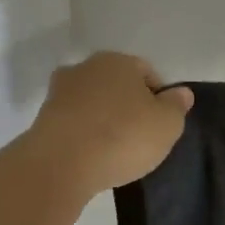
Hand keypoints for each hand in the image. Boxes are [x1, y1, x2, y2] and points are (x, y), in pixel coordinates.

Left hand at [27, 52, 192, 196]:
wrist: (62, 163)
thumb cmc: (123, 137)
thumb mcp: (167, 125)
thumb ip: (177, 106)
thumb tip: (182, 92)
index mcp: (118, 61)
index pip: (147, 72)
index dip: (159, 97)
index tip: (161, 124)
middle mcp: (86, 67)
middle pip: (116, 84)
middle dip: (128, 105)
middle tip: (139, 135)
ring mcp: (60, 91)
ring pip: (93, 102)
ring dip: (103, 118)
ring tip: (114, 148)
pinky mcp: (43, 117)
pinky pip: (74, 121)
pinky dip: (84, 133)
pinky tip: (92, 153)